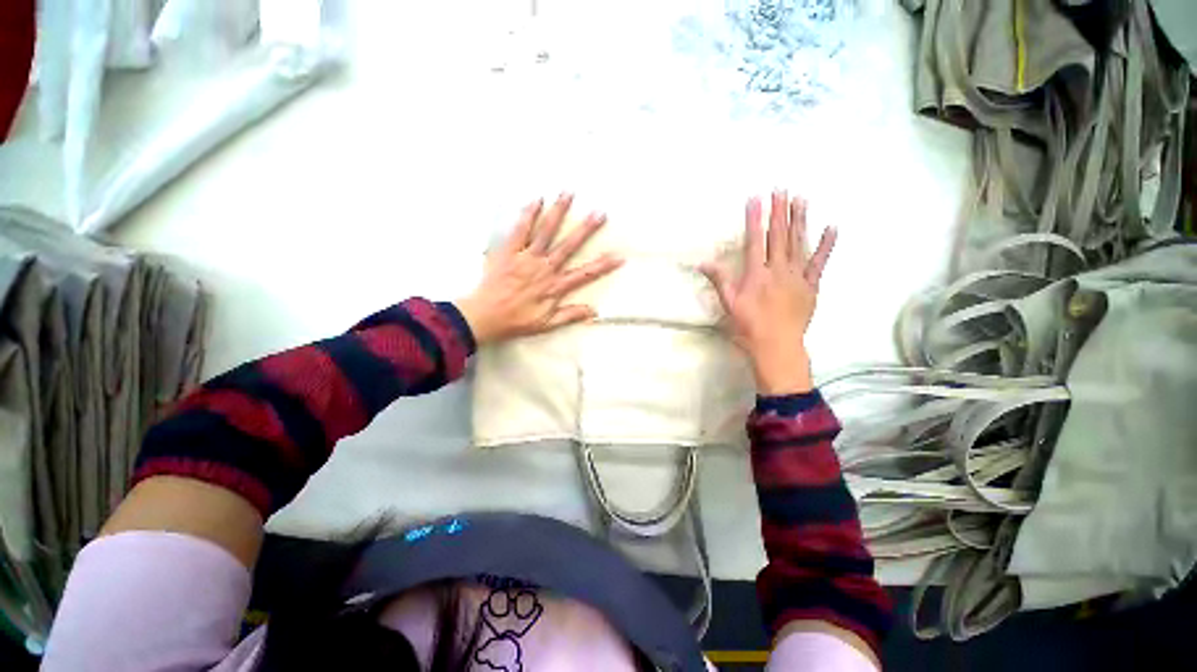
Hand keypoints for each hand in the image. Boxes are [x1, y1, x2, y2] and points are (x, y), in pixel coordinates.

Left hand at [456, 194, 622, 345]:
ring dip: (558, 213)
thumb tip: (594, 311)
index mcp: (555, 287)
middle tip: (600, 213)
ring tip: (568, 194)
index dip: (603, 266)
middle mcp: (545, 269)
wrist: (485, 316)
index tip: (619, 256)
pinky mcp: (509, 251)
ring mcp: (527, 258)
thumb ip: (570, 315)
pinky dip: (528, 215)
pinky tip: (537, 199)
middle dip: (586, 229)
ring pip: (546, 232)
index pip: (585, 274)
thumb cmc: (517, 321)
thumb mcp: (546, 323)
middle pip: (569, 246)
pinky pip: (520, 230)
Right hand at [700, 191, 835, 394]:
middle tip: (781, 189)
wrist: (777, 345)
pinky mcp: (811, 285)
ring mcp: (797, 276)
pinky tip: (832, 228)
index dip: (754, 219)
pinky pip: (819, 263)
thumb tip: (702, 262)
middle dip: (779, 211)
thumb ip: (719, 279)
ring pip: (798, 243)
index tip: (755, 198)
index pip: (755, 241)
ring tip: (801, 199)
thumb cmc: (749, 325)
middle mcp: (778, 269)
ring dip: (800, 220)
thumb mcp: (729, 303)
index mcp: (756, 274)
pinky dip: (826, 245)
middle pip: (778, 236)